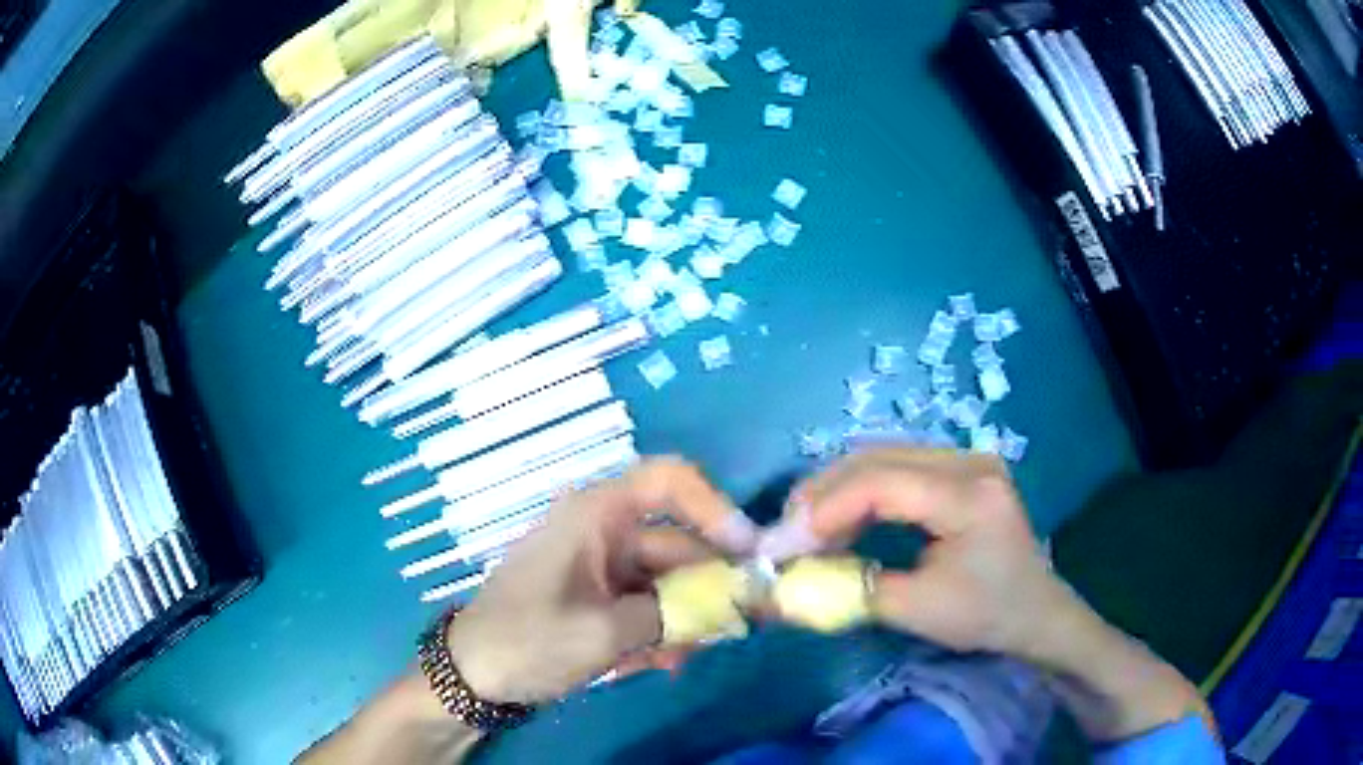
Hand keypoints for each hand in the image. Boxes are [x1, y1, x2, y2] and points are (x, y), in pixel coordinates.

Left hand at [446, 457, 758, 703]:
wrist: (471, 676)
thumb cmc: (528, 640)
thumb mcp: (604, 632)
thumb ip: (673, 614)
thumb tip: (729, 605)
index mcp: (596, 516)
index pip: (669, 481)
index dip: (716, 507)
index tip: (747, 553)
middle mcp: (602, 531)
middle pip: (676, 542)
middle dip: (708, 585)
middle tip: (743, 623)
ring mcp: (599, 566)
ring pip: (664, 581)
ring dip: (684, 618)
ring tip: (686, 657)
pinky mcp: (597, 597)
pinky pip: (644, 604)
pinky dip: (658, 630)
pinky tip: (661, 663)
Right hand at [758, 448, 1079, 657]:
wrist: (1034, 611)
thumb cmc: (984, 615)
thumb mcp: (917, 610)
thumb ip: (850, 591)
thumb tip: (783, 587)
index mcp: (969, 494)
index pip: (883, 482)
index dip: (827, 507)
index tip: (786, 541)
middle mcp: (969, 460)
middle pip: (878, 457)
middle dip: (823, 492)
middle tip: (786, 530)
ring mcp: (966, 458)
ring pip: (883, 456)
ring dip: (838, 489)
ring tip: (806, 526)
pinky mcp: (959, 468)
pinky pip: (898, 467)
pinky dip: (861, 491)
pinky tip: (842, 517)